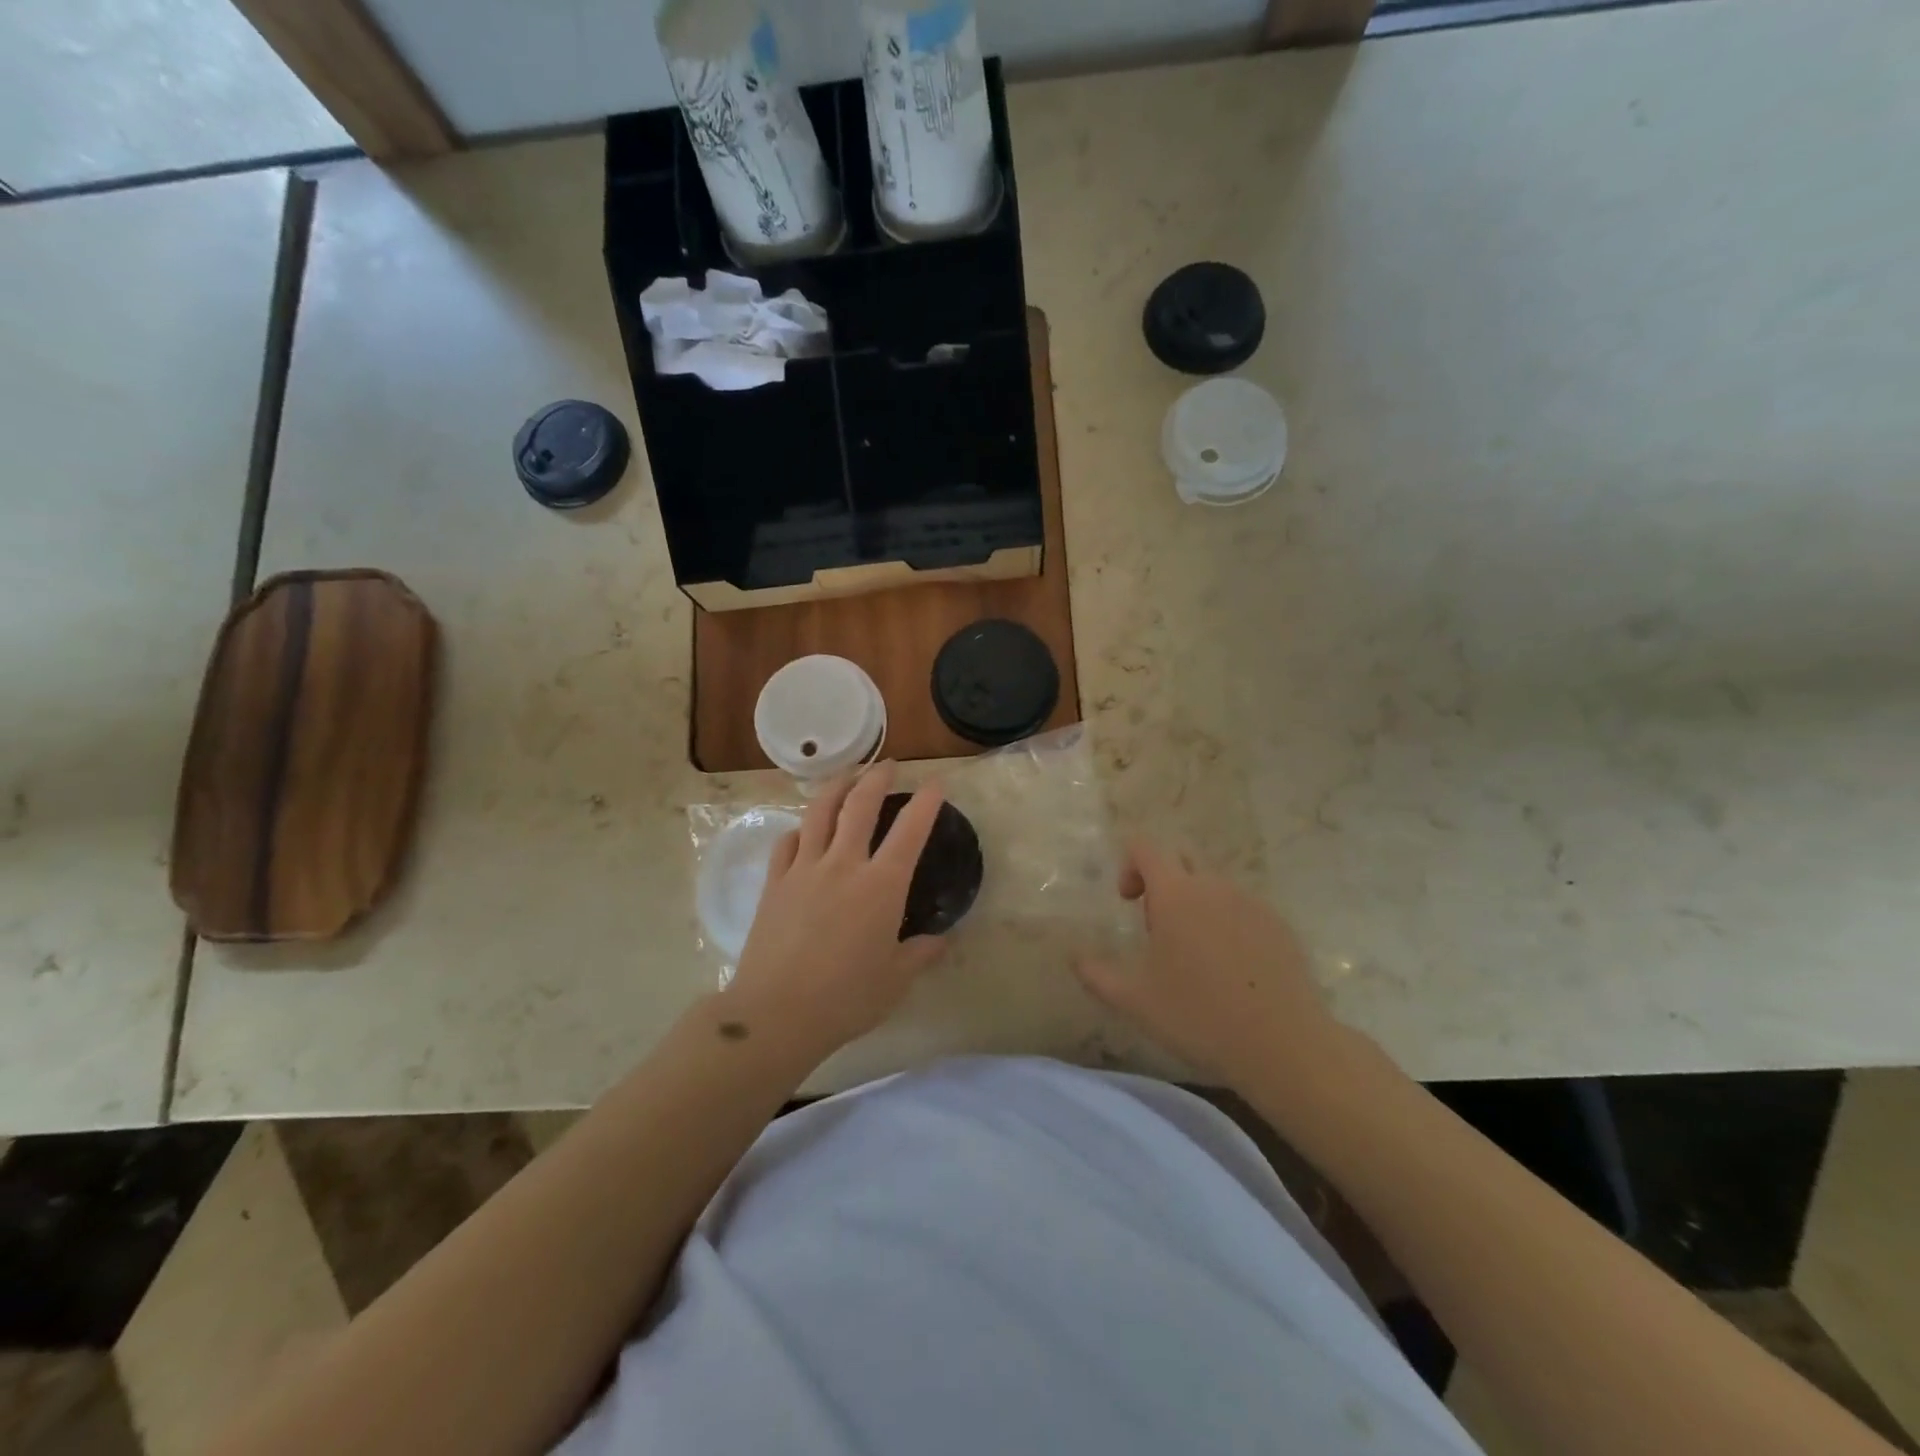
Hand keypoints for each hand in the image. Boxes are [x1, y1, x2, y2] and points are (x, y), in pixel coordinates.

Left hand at [727, 764, 947, 1065]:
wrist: (776, 1013)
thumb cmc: (846, 998)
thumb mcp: (896, 980)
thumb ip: (921, 953)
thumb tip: (940, 940)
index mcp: (881, 885)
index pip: (910, 830)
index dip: (927, 801)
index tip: (936, 784)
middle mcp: (844, 864)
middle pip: (860, 804)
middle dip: (876, 777)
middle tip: (887, 765)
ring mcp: (804, 869)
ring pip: (820, 811)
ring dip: (837, 786)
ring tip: (847, 776)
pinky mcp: (775, 883)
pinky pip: (788, 842)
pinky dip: (801, 827)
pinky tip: (805, 829)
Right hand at [1073, 841, 1345, 1093]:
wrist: (1283, 1044)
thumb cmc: (1198, 1016)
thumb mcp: (1135, 1001)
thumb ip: (1096, 974)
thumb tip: (1074, 957)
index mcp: (1175, 894)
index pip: (1145, 847)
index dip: (1129, 865)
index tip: (1127, 902)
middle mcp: (1213, 886)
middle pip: (1181, 861)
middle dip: (1162, 884)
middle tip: (1159, 931)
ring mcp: (1251, 902)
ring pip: (1213, 887)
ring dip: (1196, 906)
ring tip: (1196, 956)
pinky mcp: (1279, 924)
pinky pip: (1243, 908)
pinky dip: (1228, 924)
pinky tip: (1232, 970)